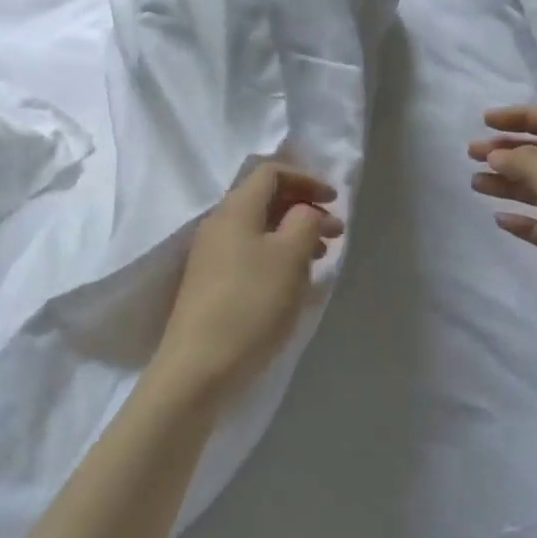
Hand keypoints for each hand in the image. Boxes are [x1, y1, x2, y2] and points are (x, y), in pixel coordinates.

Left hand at [149, 162, 343, 407]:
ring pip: (259, 228)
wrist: (200, 365)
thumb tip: (305, 211)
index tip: (334, 200)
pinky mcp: (211, 283)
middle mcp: (218, 224)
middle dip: (303, 208)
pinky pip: (250, 253)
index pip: (270, 172)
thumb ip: (304, 221)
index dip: (306, 179)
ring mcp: (211, 255)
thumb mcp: (290, 256)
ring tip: (322, 256)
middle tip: (336, 232)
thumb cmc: (251, 303)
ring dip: (293, 233)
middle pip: (264, 199)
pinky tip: (295, 280)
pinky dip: (277, 255)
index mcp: (235, 209)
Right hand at [469, 105, 536, 355]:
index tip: (483, 121)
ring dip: (506, 181)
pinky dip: (517, 217)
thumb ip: (526, 161)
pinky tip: (498, 218)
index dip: (521, 116)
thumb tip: (499, 154)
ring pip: (536, 188)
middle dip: (507, 149)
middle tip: (471, 154)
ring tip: (475, 183)